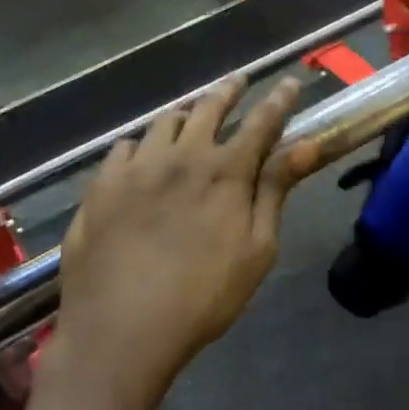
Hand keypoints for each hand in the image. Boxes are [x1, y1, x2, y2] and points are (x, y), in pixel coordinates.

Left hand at [51, 76, 319, 409]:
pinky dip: (142, 144)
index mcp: (225, 171)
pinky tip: (141, 155)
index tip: (290, 82)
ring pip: (164, 122)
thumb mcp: (256, 249)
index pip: (261, 121)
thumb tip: (306, 145)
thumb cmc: (202, 297)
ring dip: (185, 114)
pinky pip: (125, 147)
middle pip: (209, 108)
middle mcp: (182, 155)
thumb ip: (276, 190)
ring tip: (191, 114)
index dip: (279, 99)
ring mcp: (137, 166)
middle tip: (238, 82)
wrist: (121, 327)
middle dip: (229, 91)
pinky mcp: (102, 184)